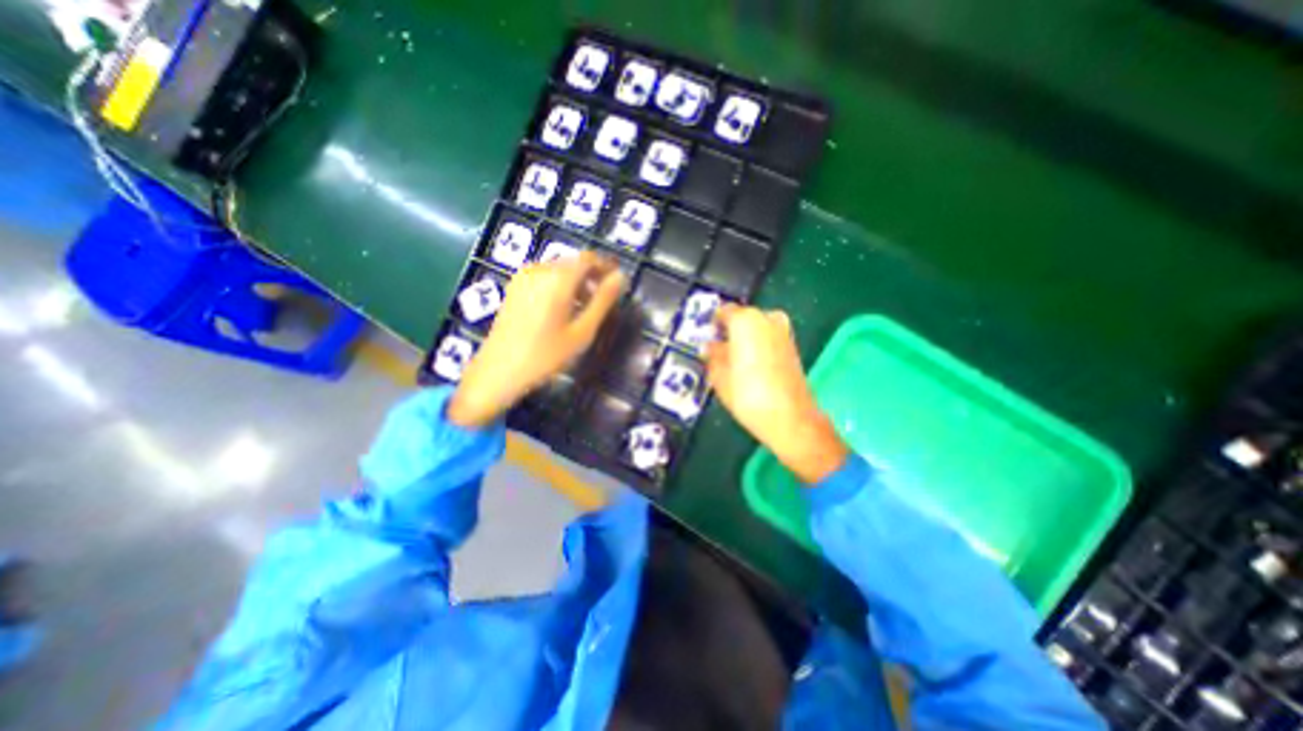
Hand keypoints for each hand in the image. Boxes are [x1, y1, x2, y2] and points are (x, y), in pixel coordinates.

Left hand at [450, 253, 624, 430]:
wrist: (499, 371)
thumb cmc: (546, 355)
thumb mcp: (582, 331)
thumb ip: (603, 301)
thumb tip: (620, 277)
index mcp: (558, 278)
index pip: (588, 259)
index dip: (606, 267)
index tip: (618, 283)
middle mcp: (539, 269)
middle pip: (573, 263)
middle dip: (592, 276)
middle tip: (603, 300)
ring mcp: (524, 277)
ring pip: (559, 269)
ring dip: (576, 282)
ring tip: (584, 308)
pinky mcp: (515, 286)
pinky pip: (545, 276)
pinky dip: (560, 285)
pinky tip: (562, 309)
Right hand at [707, 305, 851, 482]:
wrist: (788, 416)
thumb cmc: (746, 393)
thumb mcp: (719, 375)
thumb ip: (713, 355)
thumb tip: (711, 346)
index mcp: (745, 320)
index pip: (724, 311)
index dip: (713, 323)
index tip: (707, 336)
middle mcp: (767, 319)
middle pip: (743, 318)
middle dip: (731, 331)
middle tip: (719, 349)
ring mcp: (783, 332)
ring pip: (758, 328)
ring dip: (746, 338)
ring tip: (734, 360)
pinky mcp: (793, 347)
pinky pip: (769, 339)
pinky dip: (759, 346)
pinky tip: (752, 366)